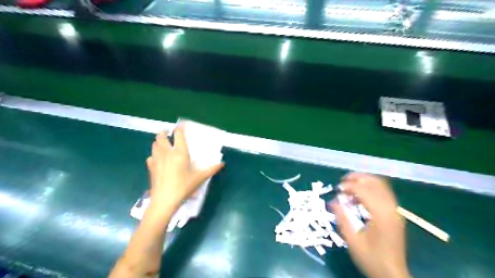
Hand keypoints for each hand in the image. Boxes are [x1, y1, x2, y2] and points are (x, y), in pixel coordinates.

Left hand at [146, 126, 224, 218]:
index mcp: (180, 152)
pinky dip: (154, 155)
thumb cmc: (184, 186)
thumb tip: (222, 164)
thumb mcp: (200, 178)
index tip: (182, 126)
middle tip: (169, 134)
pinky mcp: (150, 167)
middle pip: (161, 136)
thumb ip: (212, 169)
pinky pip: (150, 157)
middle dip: (164, 132)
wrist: (165, 200)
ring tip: (164, 144)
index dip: (180, 128)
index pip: (178, 134)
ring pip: (154, 144)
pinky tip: (158, 160)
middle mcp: (167, 152)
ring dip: (158, 142)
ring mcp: (156, 159)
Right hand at [330, 171, 407, 277]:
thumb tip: (333, 201)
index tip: (337, 189)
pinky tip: (360, 195)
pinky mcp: (395, 214)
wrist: (392, 275)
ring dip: (365, 181)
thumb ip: (342, 218)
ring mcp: (395, 211)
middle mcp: (391, 209)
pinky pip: (384, 193)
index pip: (364, 190)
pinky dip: (372, 188)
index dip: (349, 186)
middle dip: (358, 178)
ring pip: (382, 185)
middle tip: (343, 181)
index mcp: (381, 215)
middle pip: (376, 182)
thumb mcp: (352, 240)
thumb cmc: (371, 259)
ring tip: (350, 184)